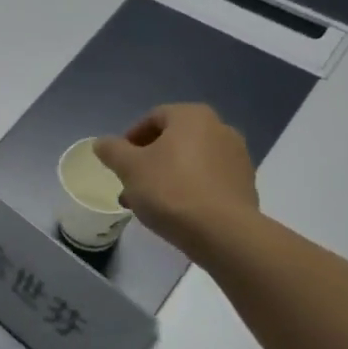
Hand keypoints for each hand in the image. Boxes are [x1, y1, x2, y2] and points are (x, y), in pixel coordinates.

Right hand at [93, 103, 259, 255]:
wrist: (222, 232)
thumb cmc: (170, 189)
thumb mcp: (129, 168)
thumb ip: (112, 150)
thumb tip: (102, 143)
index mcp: (192, 116)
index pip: (153, 117)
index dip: (130, 138)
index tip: (118, 162)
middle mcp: (220, 129)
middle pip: (173, 140)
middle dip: (147, 161)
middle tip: (129, 183)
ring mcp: (237, 157)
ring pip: (189, 162)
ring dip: (166, 176)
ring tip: (146, 203)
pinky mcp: (244, 185)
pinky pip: (207, 180)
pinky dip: (188, 189)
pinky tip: (173, 212)